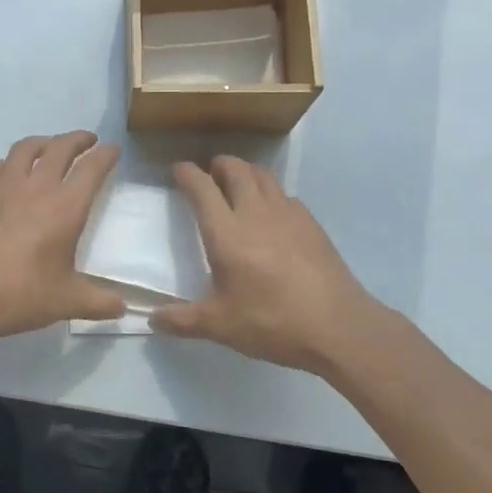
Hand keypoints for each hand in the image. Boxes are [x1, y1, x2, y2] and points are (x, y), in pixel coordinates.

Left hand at [0, 131, 125, 343]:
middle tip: (87, 141)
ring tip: (50, 147)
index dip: (106, 155)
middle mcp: (37, 186)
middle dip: (77, 139)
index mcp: (66, 207)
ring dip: (43, 142)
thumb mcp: (67, 302)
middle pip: (60, 147)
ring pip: (26, 148)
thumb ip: (99, 303)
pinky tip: (7, 172)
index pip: (92, 168)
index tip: (113, 149)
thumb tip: (122, 308)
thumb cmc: (20, 294)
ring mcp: (3, 185)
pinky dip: (7, 163)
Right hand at [152, 157, 391, 374]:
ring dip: (245, 172)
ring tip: (237, 183)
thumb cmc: (272, 323)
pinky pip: (285, 195)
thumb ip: (182, 320)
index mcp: (227, 233)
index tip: (178, 170)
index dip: (187, 174)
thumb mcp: (221, 326)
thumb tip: (152, 319)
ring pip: (263, 176)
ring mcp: (288, 215)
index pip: (202, 188)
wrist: (338, 327)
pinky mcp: (312, 224)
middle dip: (219, 165)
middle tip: (209, 173)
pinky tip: (272, 213)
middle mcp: (256, 214)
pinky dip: (271, 194)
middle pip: (236, 170)